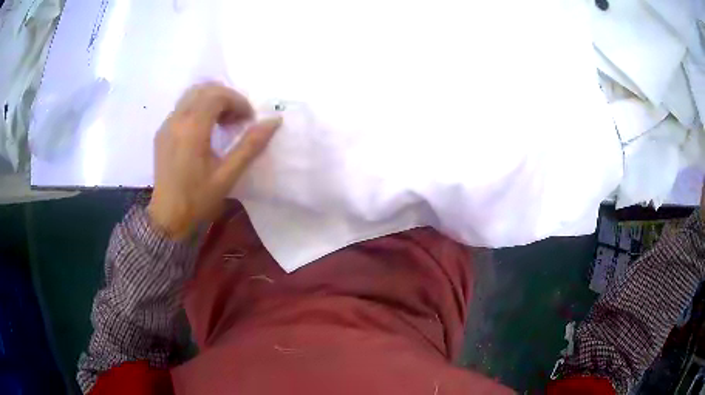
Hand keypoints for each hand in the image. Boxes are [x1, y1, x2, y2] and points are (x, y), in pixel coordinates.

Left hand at [147, 82, 280, 238]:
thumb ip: (250, 145)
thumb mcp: (228, 175)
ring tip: (223, 122)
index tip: (249, 119)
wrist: (167, 219)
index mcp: (192, 129)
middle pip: (204, 89)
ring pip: (191, 95)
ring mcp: (166, 125)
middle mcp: (176, 119)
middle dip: (226, 97)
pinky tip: (205, 130)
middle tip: (238, 118)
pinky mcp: (162, 132)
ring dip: (212, 100)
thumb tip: (274, 121)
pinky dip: (198, 108)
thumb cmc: (198, 200)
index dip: (238, 101)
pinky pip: (182, 107)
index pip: (217, 96)